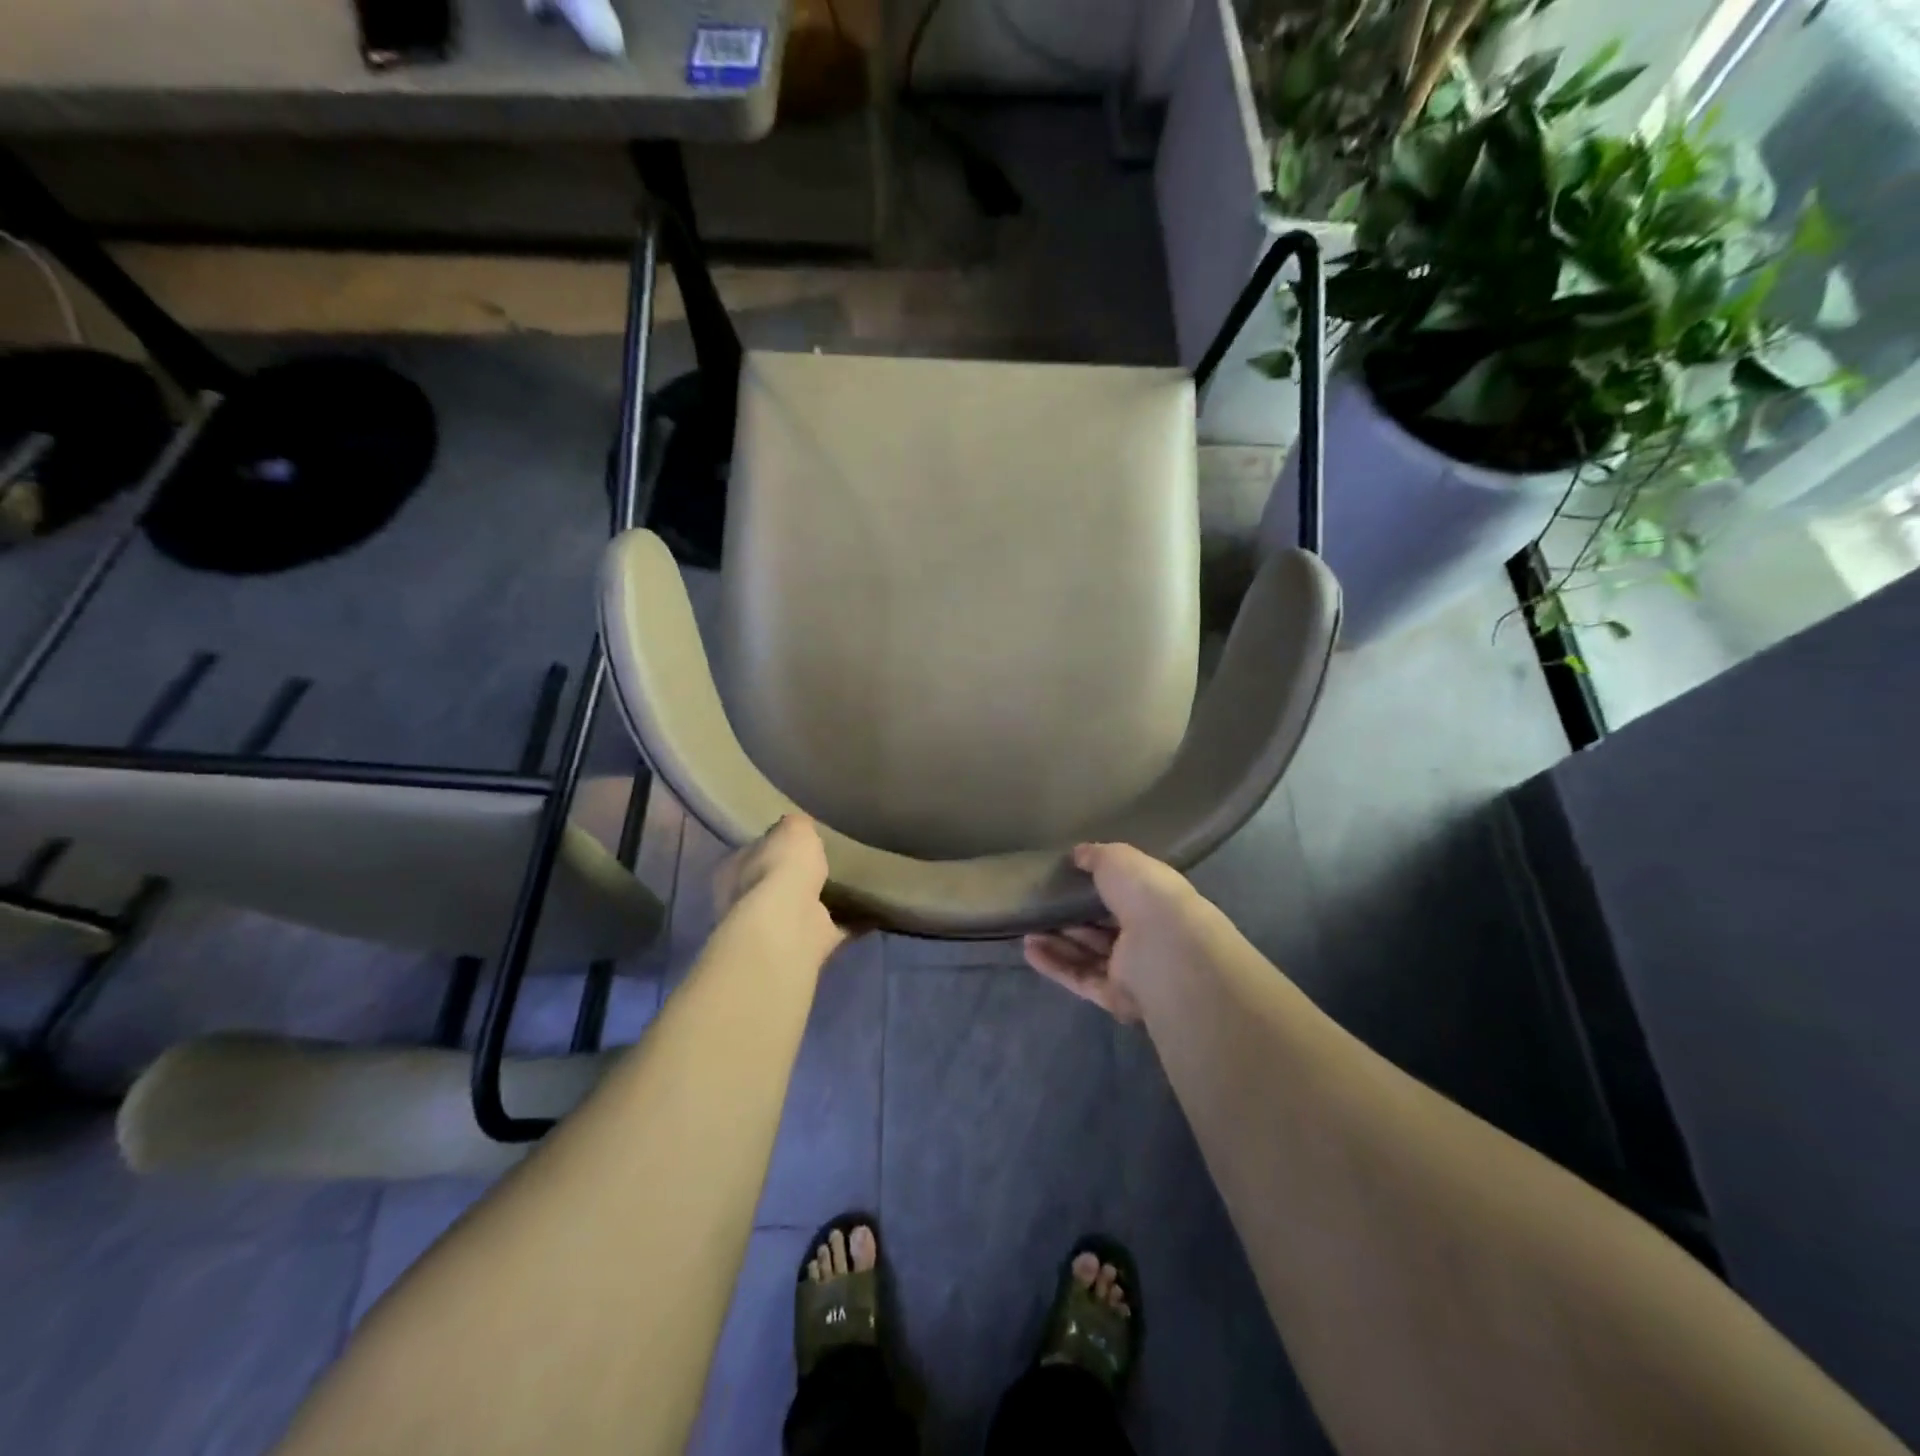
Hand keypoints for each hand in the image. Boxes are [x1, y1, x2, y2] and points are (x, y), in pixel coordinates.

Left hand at [714, 815, 849, 959]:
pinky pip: (834, 929)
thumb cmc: (780, 868)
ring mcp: (776, 928)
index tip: (800, 842)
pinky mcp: (806, 945)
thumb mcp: (793, 828)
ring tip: (856, 885)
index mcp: (733, 870)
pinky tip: (873, 910)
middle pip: (776, 884)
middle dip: (799, 877)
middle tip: (831, 862)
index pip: (754, 852)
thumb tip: (801, 828)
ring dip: (824, 902)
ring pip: (803, 909)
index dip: (775, 846)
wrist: (789, 922)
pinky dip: (853, 922)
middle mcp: (746, 903)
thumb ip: (797, 826)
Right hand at [1024, 843, 1208, 1023]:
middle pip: (1103, 930)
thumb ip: (1096, 856)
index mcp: (1154, 902)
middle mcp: (1147, 937)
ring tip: (1027, 930)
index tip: (1066, 880)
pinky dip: (1055, 965)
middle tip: (1040, 908)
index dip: (1096, 889)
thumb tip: (1078, 854)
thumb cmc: (1146, 895)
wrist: (1163, 949)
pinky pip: (1080, 978)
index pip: (1124, 896)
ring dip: (1058, 943)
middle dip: (1072, 920)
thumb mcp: (1117, 859)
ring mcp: (1132, 971)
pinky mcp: (1115, 998)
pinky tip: (1029, 949)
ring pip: (1089, 956)